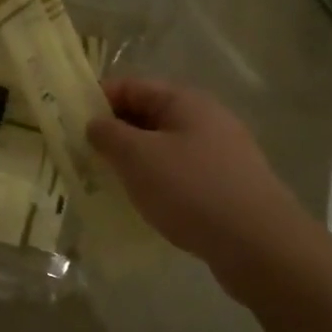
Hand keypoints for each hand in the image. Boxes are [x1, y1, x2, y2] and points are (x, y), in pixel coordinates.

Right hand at [88, 79, 317, 268]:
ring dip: (136, 159)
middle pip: (149, 115)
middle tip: (84, 155)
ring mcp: (222, 153)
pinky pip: (182, 173)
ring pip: (165, 146)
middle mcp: (206, 118)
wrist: (261, 246)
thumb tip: (95, 123)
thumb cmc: (191, 190)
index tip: (71, 123)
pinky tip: (146, 203)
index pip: (131, 86)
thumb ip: (109, 134)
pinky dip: (159, 181)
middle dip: (115, 132)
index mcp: (185, 101)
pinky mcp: (228, 186)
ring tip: (110, 181)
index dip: (98, 99)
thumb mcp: (137, 157)